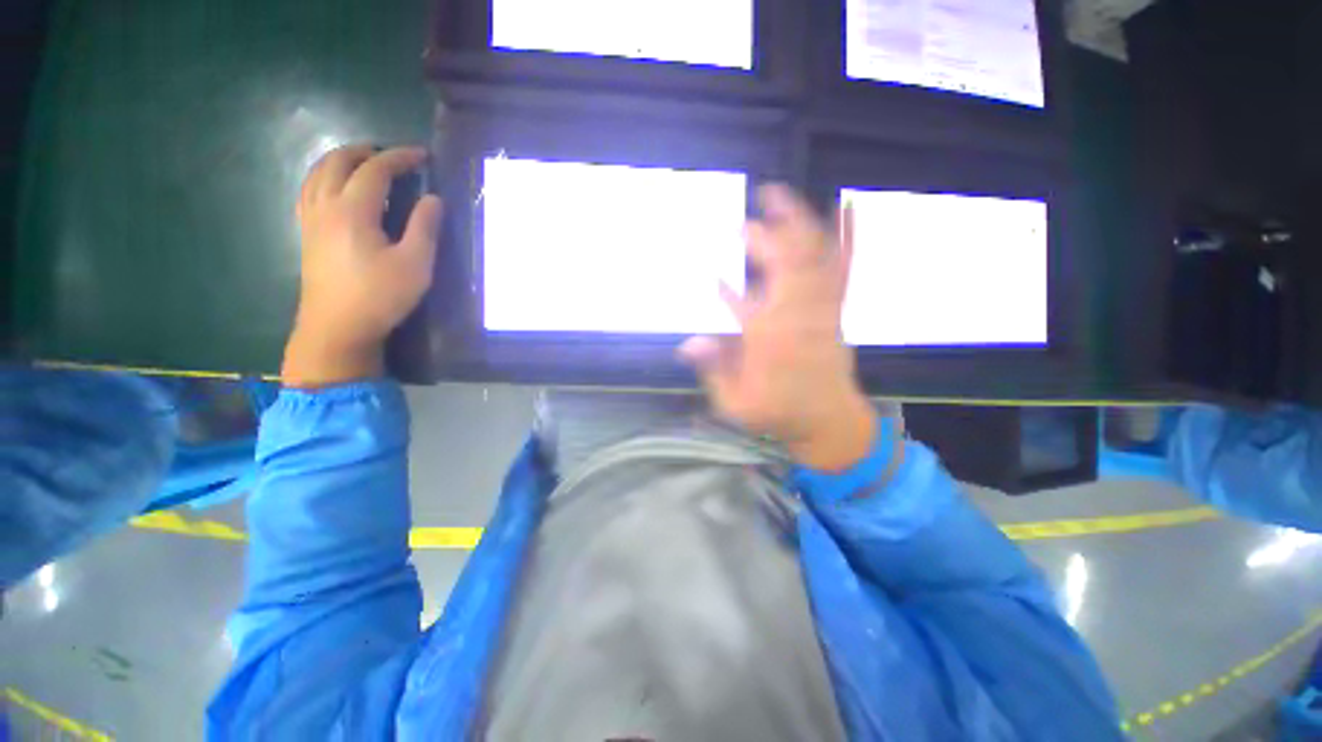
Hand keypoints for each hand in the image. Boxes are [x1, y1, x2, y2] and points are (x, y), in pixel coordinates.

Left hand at [282, 145, 443, 387]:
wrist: (337, 328)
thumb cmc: (380, 296)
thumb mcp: (415, 265)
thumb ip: (425, 228)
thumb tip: (434, 198)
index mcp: (353, 210)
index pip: (375, 170)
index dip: (399, 158)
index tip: (422, 155)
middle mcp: (326, 206)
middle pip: (338, 162)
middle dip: (365, 151)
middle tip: (392, 156)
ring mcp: (311, 220)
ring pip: (317, 173)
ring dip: (341, 160)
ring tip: (364, 164)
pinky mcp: (307, 234)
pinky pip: (309, 191)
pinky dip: (323, 177)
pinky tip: (335, 188)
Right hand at [680, 185, 876, 470]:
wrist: (830, 422)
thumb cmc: (779, 413)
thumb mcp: (736, 404)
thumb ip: (715, 370)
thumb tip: (688, 342)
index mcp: (769, 342)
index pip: (745, 303)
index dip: (727, 286)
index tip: (710, 272)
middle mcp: (797, 318)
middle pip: (782, 267)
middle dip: (762, 238)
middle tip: (740, 223)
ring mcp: (822, 310)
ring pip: (812, 258)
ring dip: (796, 223)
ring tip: (776, 194)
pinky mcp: (836, 309)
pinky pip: (843, 268)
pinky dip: (847, 236)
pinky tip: (845, 207)